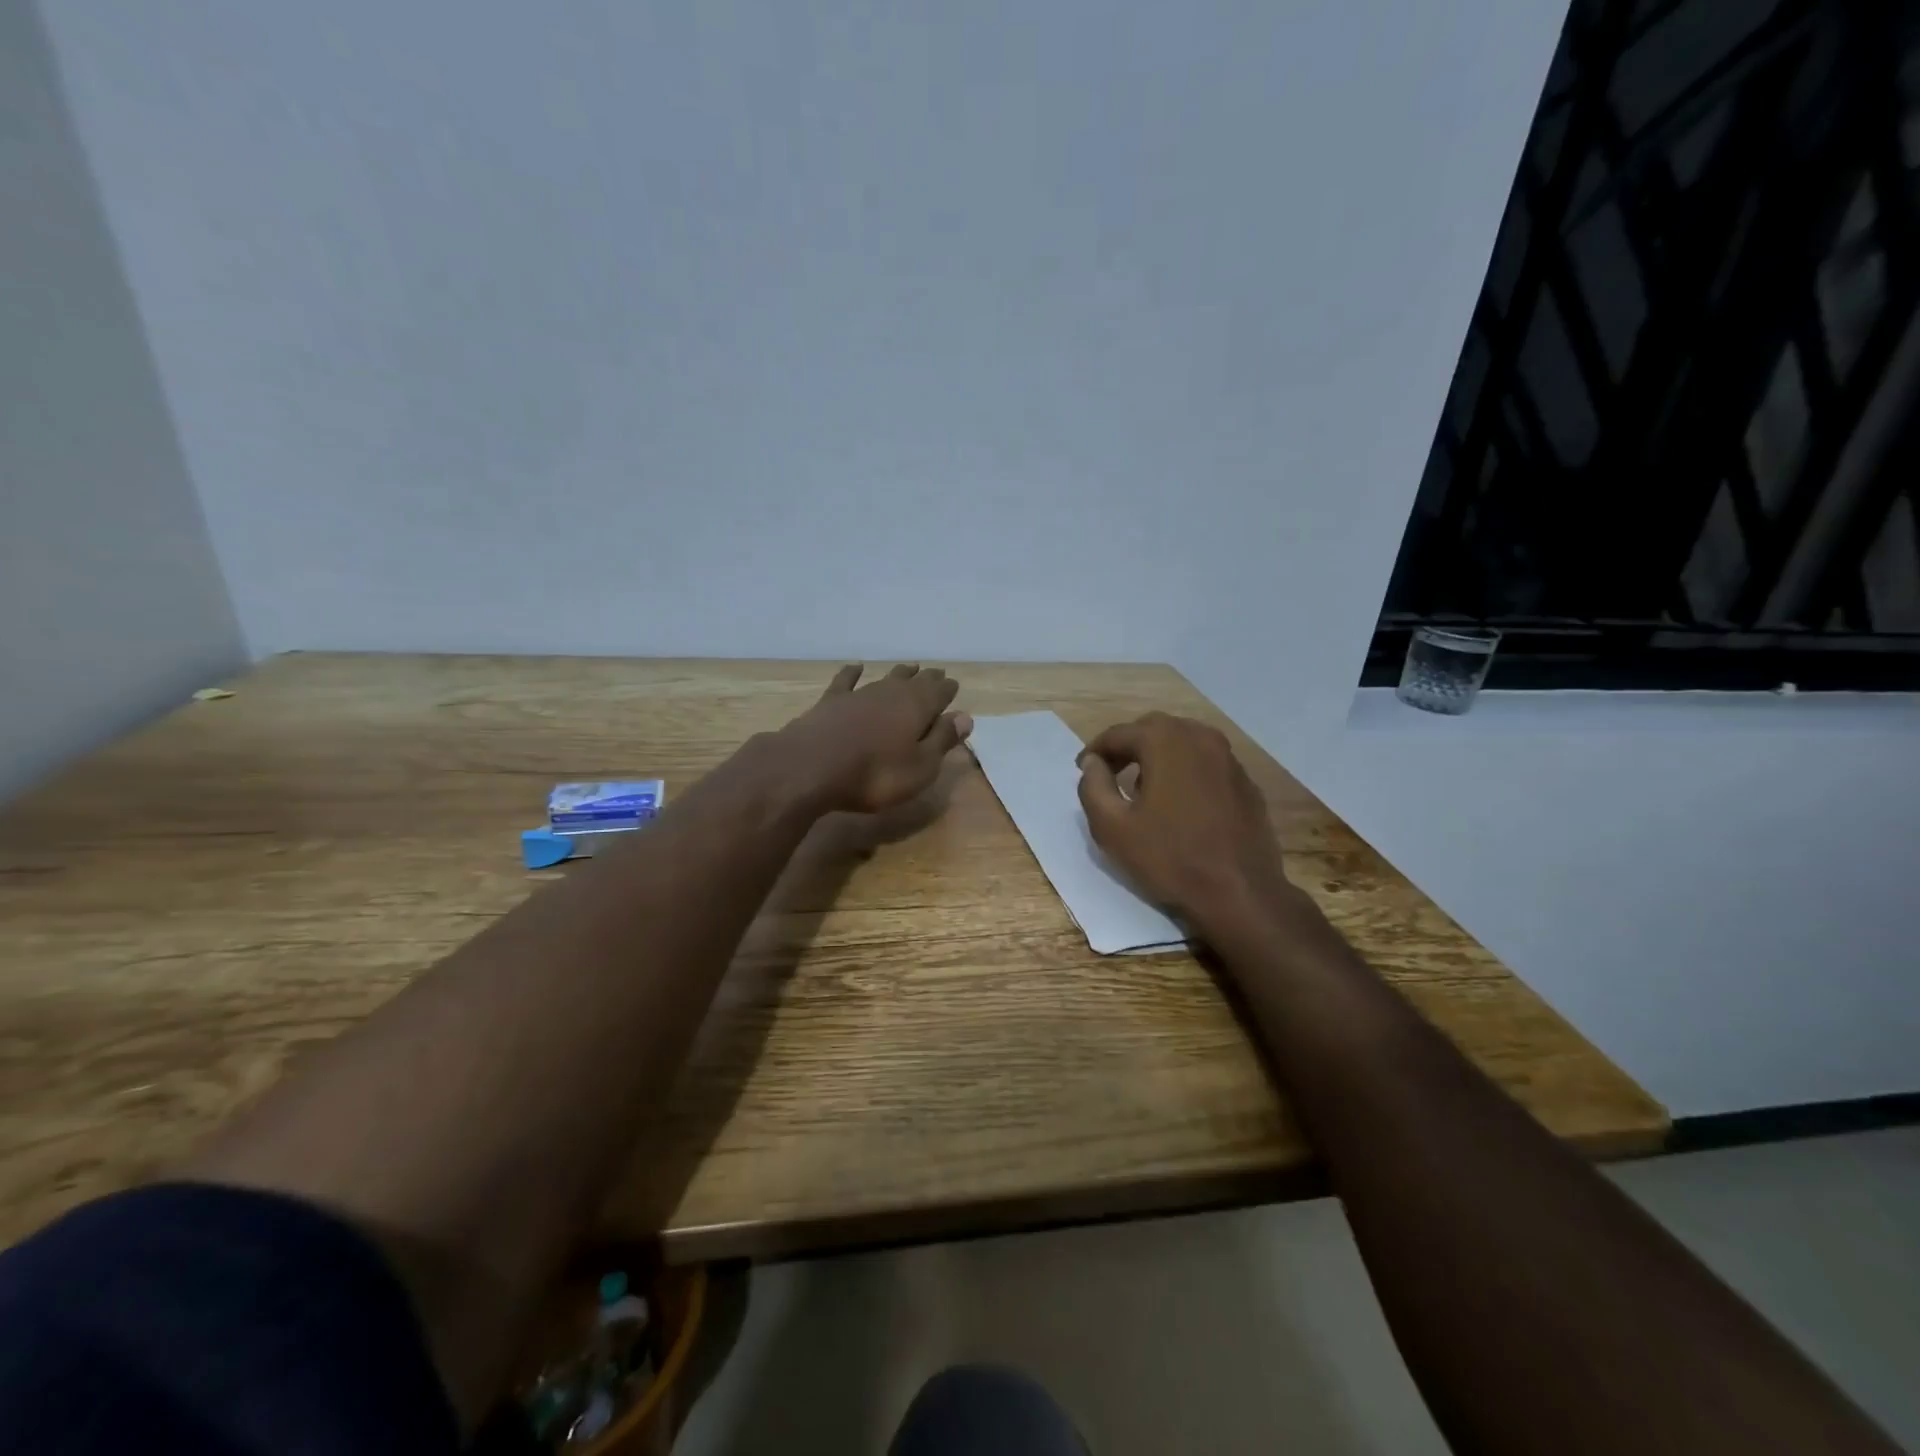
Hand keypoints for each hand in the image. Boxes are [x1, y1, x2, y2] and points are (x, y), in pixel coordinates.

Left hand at [778, 664, 972, 814]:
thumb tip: (965, 717)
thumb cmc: (875, 775)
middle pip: (914, 682)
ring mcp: (859, 694)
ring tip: (909, 668)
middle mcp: (891, 693)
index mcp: (918, 707)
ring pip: (885, 678)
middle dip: (927, 678)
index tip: (953, 686)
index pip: (940, 693)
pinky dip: (853, 673)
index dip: (948, 691)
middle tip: (936, 674)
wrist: (811, 767)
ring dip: (899, 674)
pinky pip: (847, 681)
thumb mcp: (921, 767)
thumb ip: (942, 740)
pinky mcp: (831, 702)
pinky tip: (856, 667)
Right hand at [1076, 712, 1292, 927]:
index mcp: (1166, 741)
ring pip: (1183, 744)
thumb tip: (1092, 763)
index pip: (1119, 734)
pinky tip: (1179, 804)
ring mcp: (1229, 759)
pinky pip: (1206, 765)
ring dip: (1158, 757)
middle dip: (1128, 748)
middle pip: (1153, 730)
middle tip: (1109, 773)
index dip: (1096, 750)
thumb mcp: (1112, 827)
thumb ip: (1093, 787)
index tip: (1082, 770)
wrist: (1240, 893)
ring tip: (1142, 789)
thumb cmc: (1169, 858)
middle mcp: (1201, 738)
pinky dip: (1186, 772)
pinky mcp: (1246, 783)